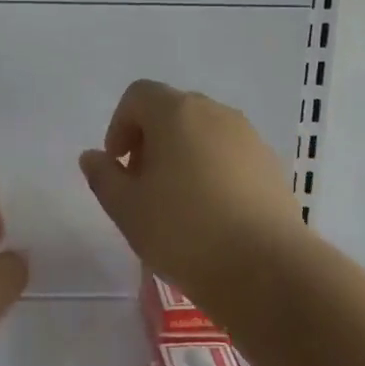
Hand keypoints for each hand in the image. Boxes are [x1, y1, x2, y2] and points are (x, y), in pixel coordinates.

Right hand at [79, 80, 303, 300]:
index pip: (138, 95)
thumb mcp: (127, 208)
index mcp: (176, 112)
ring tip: (177, 202)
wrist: (267, 270)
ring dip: (183, 155)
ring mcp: (249, 137)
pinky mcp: (271, 165)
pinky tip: (212, 214)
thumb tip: (93, 157)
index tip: (119, 165)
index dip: (120, 125)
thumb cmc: (184, 231)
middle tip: (143, 185)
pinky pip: (230, 155)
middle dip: (151, 140)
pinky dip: (213, 170)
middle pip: (172, 110)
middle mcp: (215, 113)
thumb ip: (103, 176)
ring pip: (204, 133)